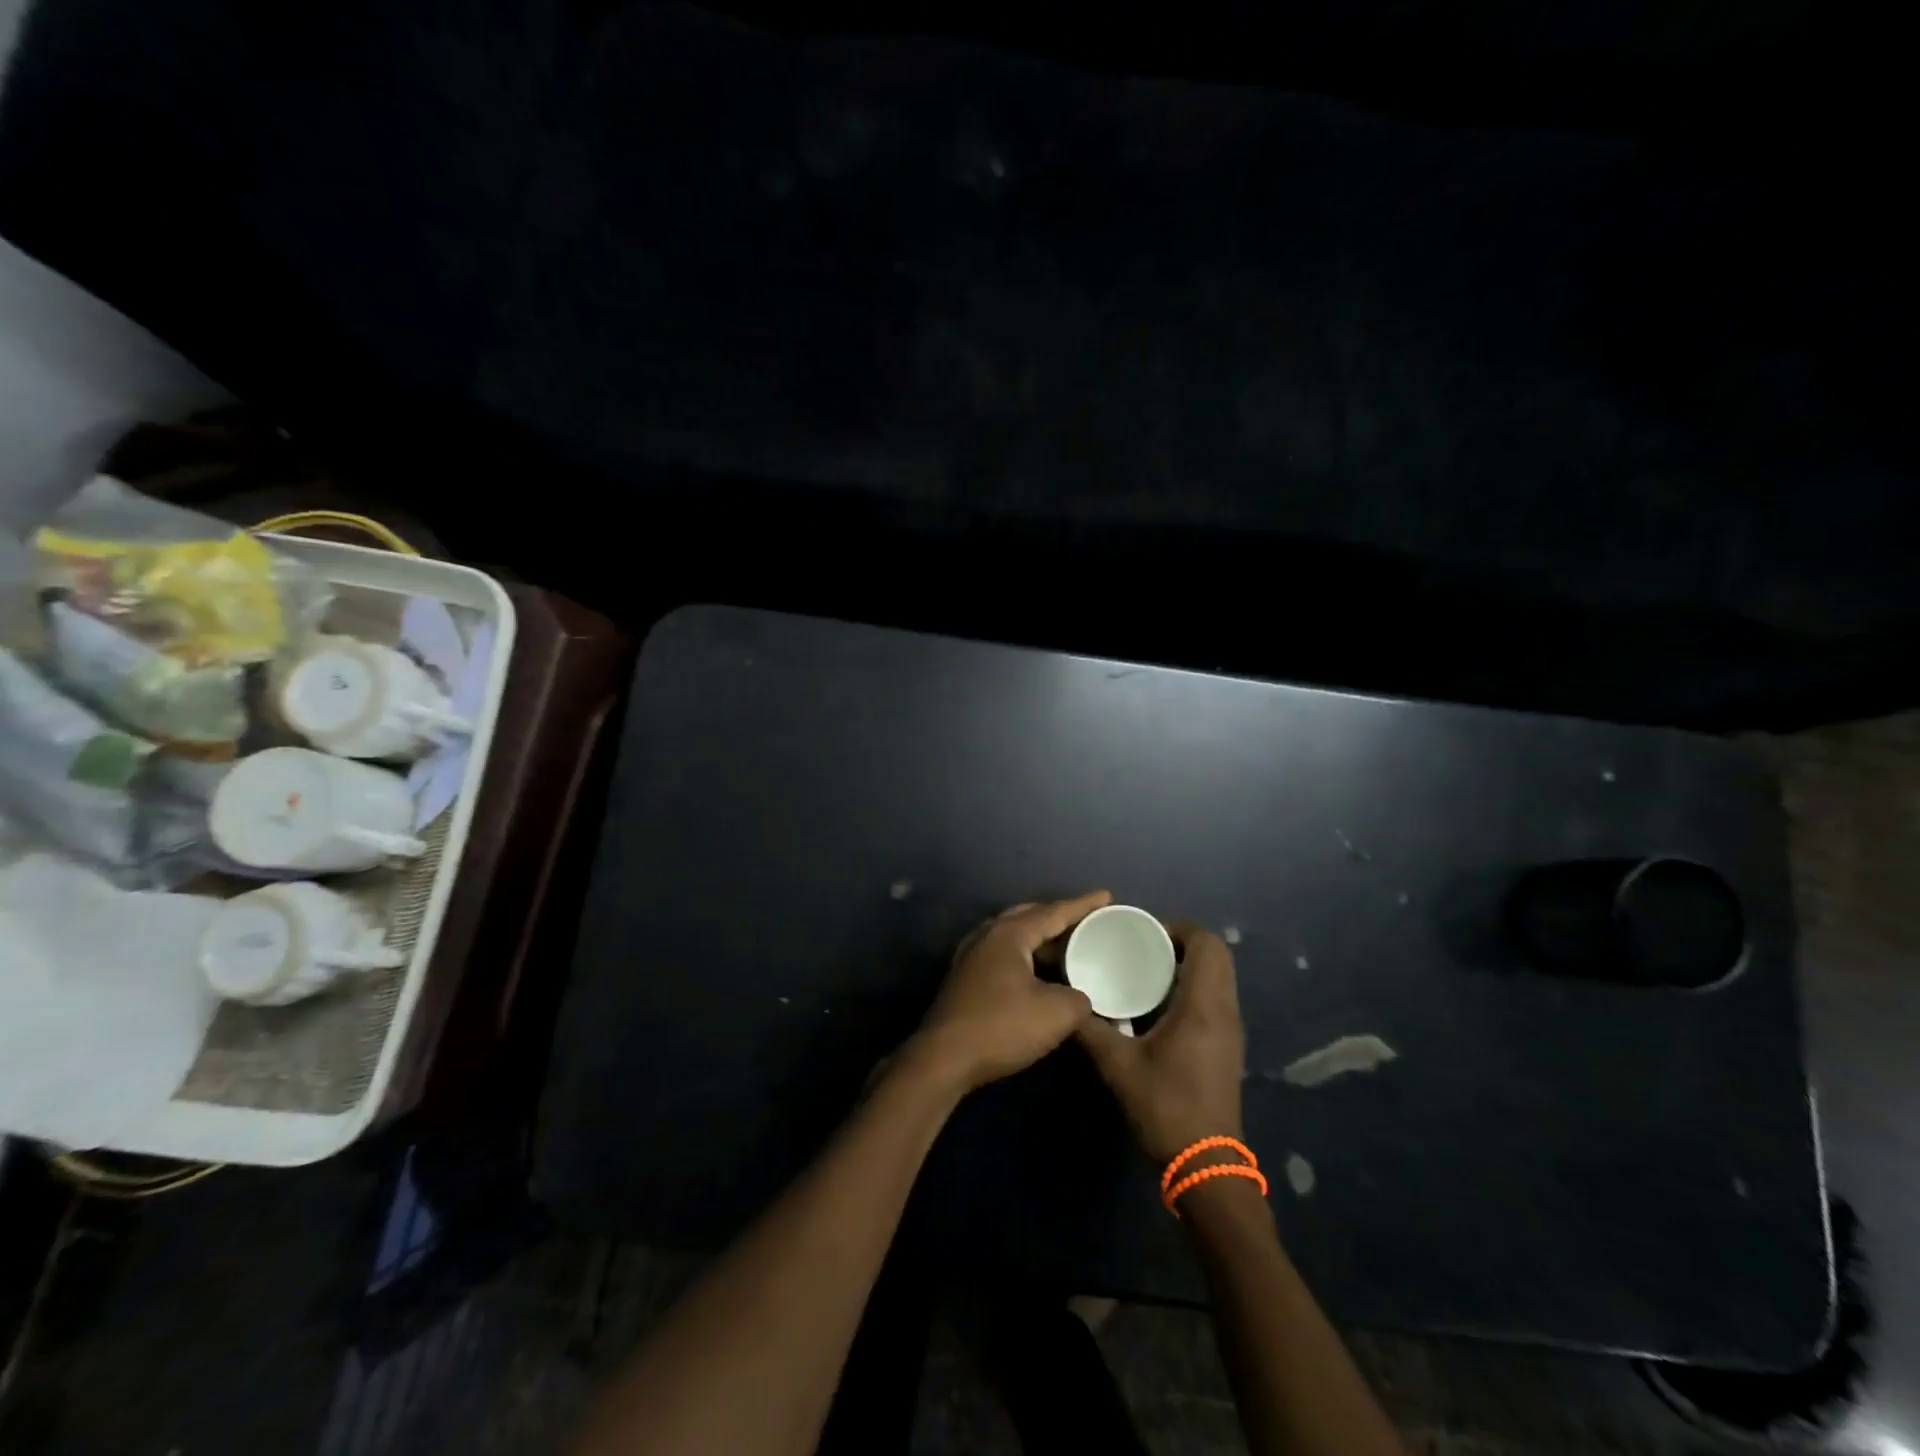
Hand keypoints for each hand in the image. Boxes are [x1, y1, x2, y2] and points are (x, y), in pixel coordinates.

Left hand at [910, 891, 1109, 1092]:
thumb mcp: (1057, 1013)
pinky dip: (1025, 955)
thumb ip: (1080, 998)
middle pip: (1029, 916)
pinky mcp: (965, 977)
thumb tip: (1080, 997)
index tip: (1106, 896)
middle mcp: (987, 935)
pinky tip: (1037, 972)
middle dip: (1059, 917)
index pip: (1054, 912)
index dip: (1083, 905)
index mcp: (1010, 933)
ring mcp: (972, 955)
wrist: (945, 1057)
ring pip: (1014, 936)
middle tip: (1087, 921)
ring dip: (1040, 938)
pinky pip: (1003, 954)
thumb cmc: (1002, 1026)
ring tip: (1067, 945)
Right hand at [1076, 923, 1245, 1165]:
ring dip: (1187, 965)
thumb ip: (1089, 1028)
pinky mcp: (1227, 1046)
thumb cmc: (1165, 1106)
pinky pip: (1215, 997)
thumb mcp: (1118, 1065)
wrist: (1205, 1165)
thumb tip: (1065, 1002)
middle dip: (1180, 943)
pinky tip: (1157, 1005)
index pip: (1207, 943)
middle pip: (1216, 955)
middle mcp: (1224, 1009)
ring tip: (1144, 971)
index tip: (1143, 934)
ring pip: (1218, 977)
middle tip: (1141, 949)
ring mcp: (1230, 1029)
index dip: (1178, 928)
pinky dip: (1192, 987)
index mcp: (1203, 1004)